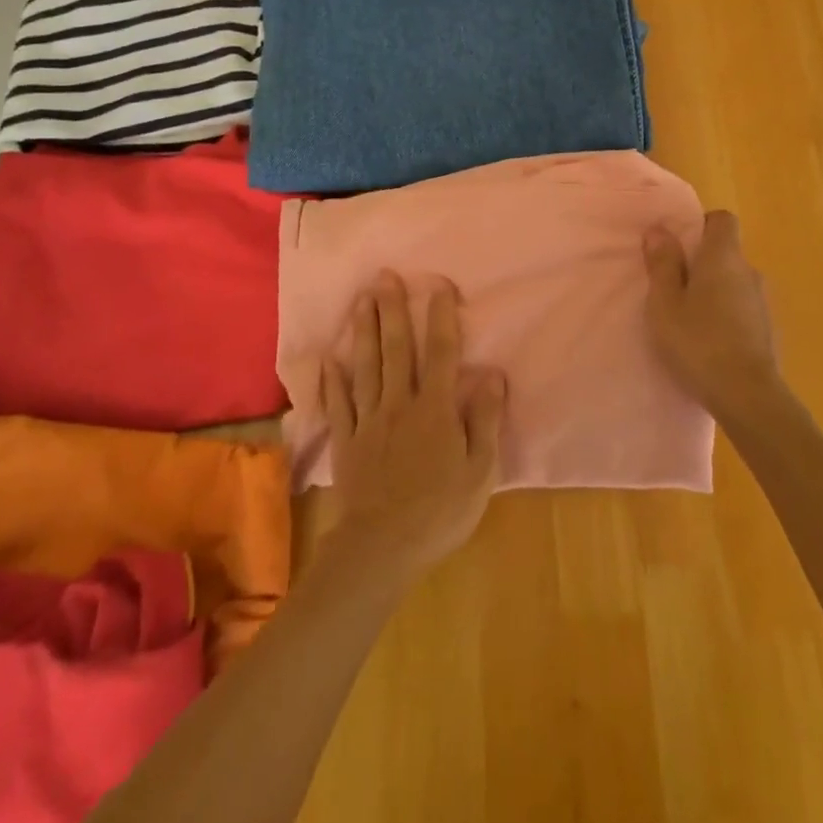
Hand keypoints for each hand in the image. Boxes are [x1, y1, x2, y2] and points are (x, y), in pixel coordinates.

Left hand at [322, 272, 505, 581]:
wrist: (382, 547)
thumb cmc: (440, 510)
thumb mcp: (480, 471)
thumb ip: (486, 420)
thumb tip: (493, 375)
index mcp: (435, 409)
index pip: (442, 353)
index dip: (441, 317)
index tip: (438, 284)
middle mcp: (400, 403)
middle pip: (397, 349)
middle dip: (393, 310)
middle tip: (384, 276)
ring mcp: (369, 420)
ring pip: (366, 366)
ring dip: (364, 331)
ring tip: (361, 299)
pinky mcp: (347, 440)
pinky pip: (339, 403)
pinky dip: (332, 379)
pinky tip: (328, 358)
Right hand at [644, 211, 783, 422]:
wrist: (748, 396)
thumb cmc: (699, 341)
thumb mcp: (665, 303)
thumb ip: (662, 264)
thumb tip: (659, 229)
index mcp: (724, 257)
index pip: (723, 219)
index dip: (701, 225)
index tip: (679, 245)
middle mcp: (749, 271)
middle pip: (726, 253)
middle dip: (701, 263)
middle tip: (672, 287)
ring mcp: (763, 302)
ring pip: (733, 282)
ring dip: (714, 291)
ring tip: (688, 318)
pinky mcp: (767, 330)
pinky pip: (742, 308)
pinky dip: (726, 315)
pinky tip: (708, 341)